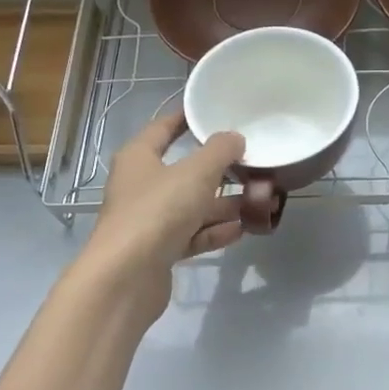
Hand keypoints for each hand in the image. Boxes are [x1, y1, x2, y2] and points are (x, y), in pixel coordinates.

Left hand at [78, 112, 245, 326]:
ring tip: (262, 202)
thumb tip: (235, 138)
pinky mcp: (160, 250)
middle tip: (254, 166)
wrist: (126, 278)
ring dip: (225, 205)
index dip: (187, 118)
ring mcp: (150, 220)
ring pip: (193, 206)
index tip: (213, 112)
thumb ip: (220, 152)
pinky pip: (193, 234)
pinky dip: (215, 231)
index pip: (164, 128)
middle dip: (221, 171)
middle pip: (185, 172)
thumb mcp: (195, 173)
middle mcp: (142, 186)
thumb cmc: (157, 211)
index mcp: (139, 158)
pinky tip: (243, 229)